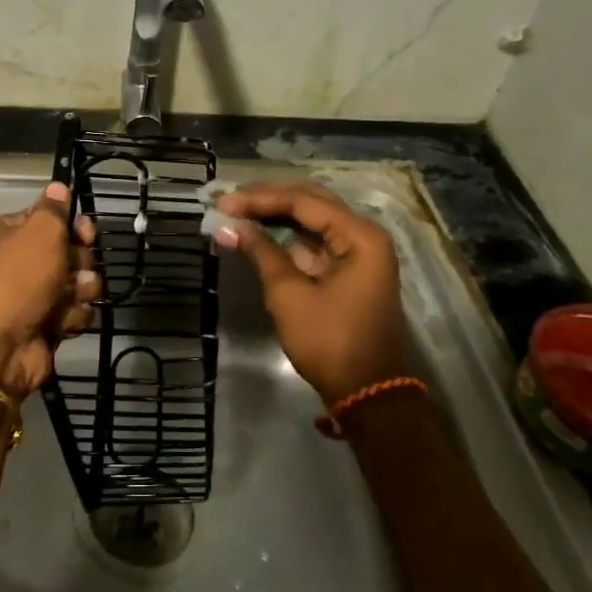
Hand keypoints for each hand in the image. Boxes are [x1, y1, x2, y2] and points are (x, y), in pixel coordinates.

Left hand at [0, 182, 98, 397]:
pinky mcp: (46, 323)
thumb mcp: (39, 232)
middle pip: (69, 251)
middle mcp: (19, 262)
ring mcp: (33, 295)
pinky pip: (75, 311)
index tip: (85, 232)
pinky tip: (61, 323)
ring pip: (78, 282)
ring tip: (67, 299)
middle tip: (73, 269)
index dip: (71, 225)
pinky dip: (72, 316)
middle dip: (79, 260)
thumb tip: (58, 185)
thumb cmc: (18, 279)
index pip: (49, 219)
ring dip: (79, 289)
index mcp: (8, 233)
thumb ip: (54, 208)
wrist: (1, 347)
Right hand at [213, 181, 416, 405]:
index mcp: (359, 236)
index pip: (303, 202)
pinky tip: (258, 235)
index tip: (223, 202)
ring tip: (237, 213)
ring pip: (313, 222)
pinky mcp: (348, 272)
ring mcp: (358, 254)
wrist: (367, 392)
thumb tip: (228, 226)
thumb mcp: (290, 295)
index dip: (260, 199)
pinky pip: (315, 243)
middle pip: (311, 203)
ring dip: (276, 217)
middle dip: (268, 200)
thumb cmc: (329, 341)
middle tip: (229, 200)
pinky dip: (286, 238)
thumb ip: (261, 253)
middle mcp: (364, 236)